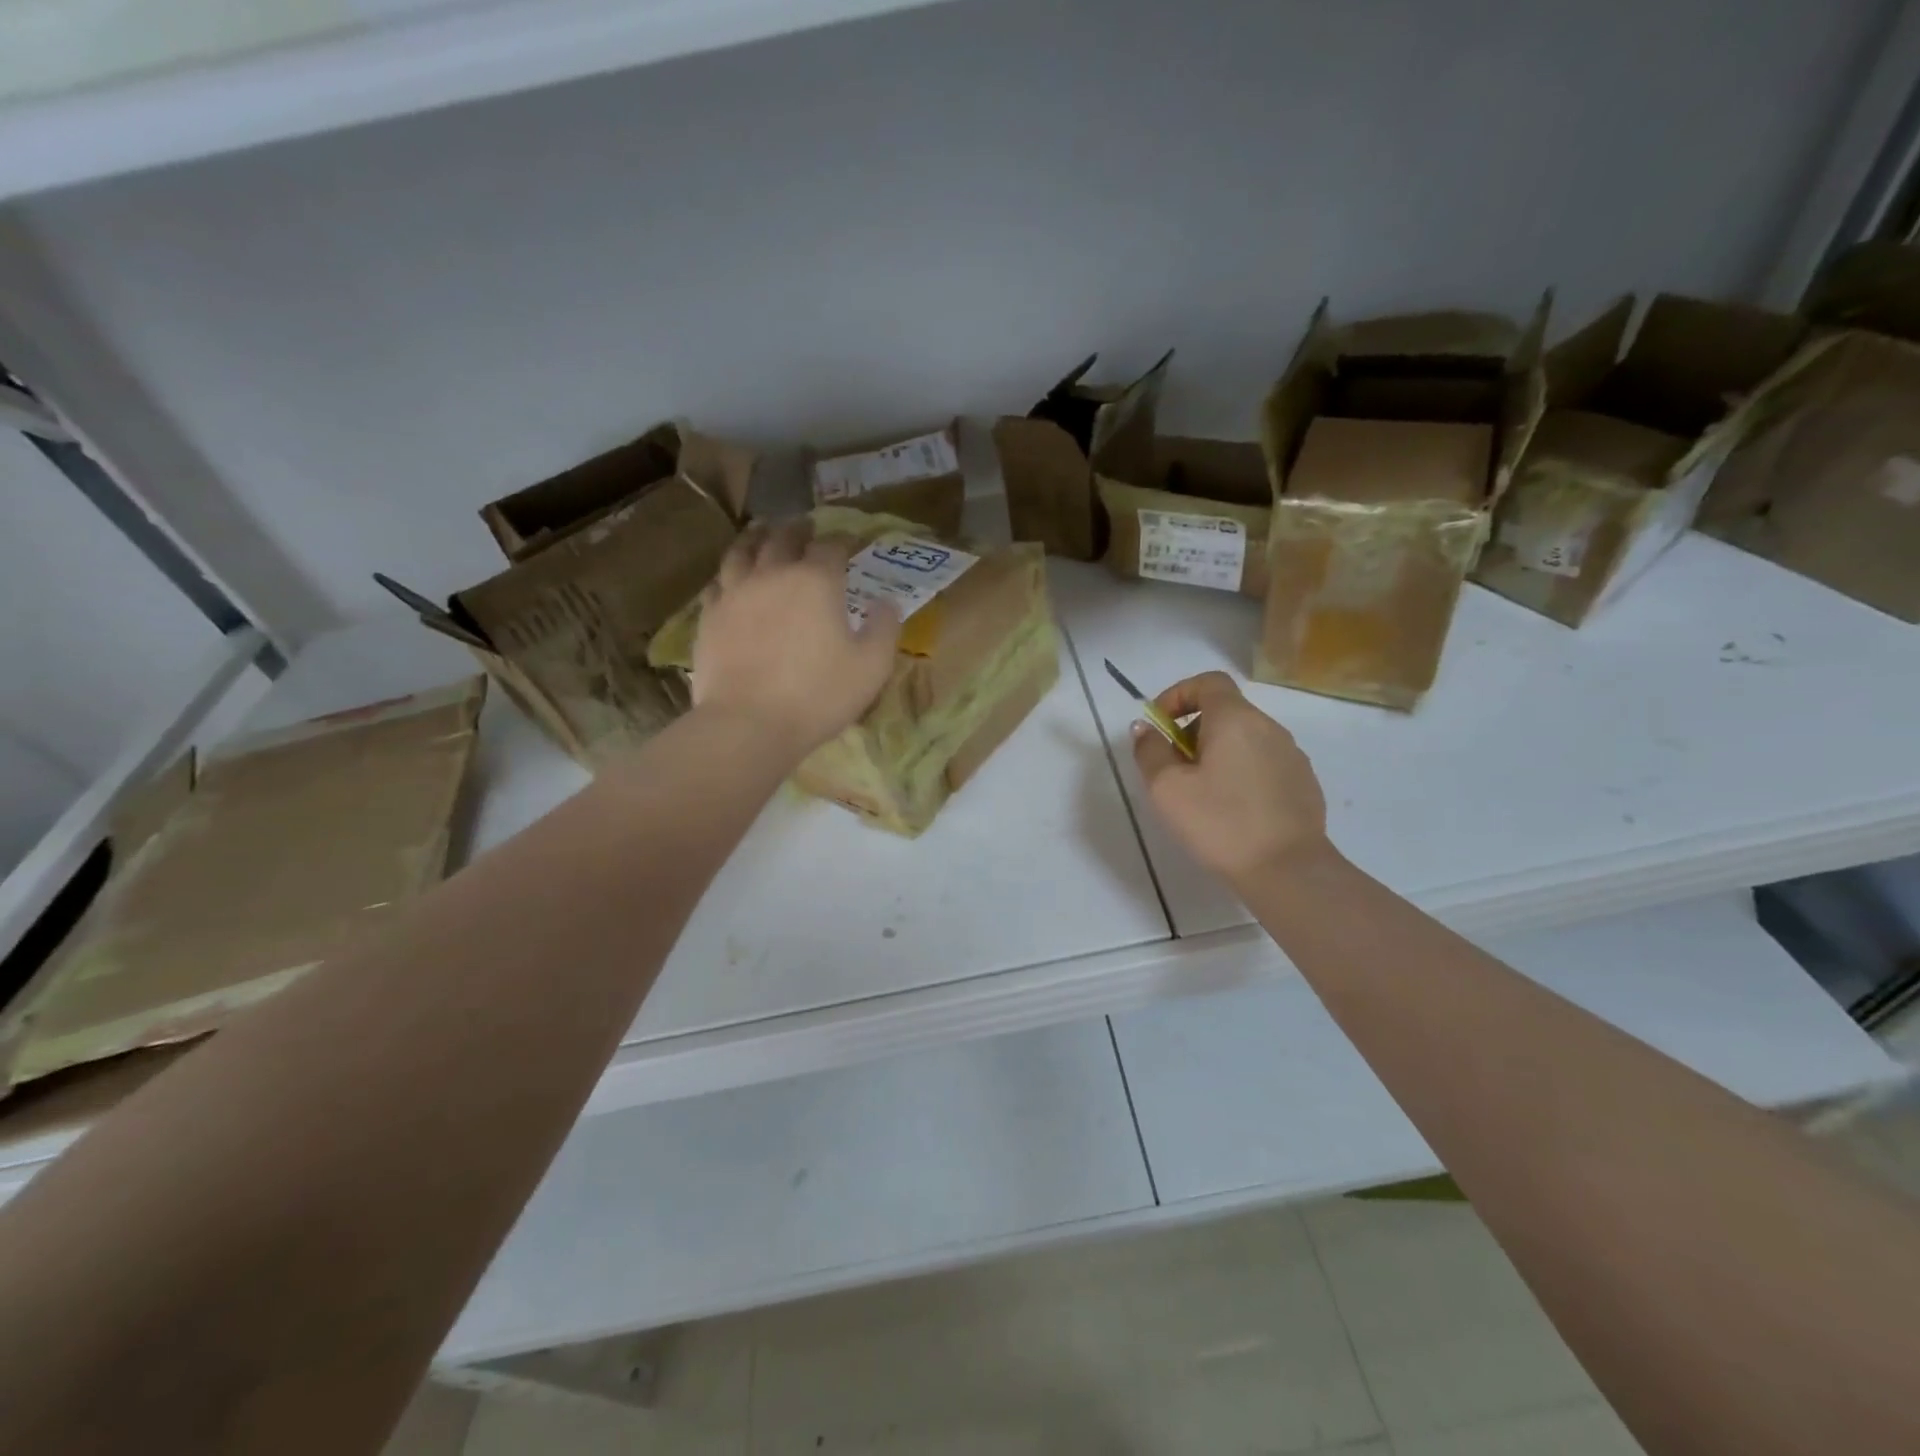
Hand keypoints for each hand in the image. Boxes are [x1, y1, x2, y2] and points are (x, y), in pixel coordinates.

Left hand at [692, 519, 901, 758]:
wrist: (749, 723)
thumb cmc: (819, 695)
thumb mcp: (872, 666)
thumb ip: (884, 628)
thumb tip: (885, 602)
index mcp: (816, 581)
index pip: (831, 546)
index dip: (842, 540)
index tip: (849, 541)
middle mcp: (772, 574)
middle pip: (782, 538)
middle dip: (797, 529)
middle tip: (804, 527)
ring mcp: (735, 594)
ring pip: (742, 551)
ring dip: (756, 538)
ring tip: (761, 534)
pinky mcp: (709, 617)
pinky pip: (717, 584)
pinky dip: (729, 575)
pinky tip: (730, 581)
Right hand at [1130, 671, 1329, 885]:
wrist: (1288, 871)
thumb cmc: (1220, 823)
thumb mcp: (1167, 789)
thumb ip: (1150, 751)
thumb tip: (1145, 729)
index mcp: (1236, 720)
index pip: (1207, 682)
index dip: (1178, 695)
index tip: (1159, 726)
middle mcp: (1269, 728)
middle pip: (1225, 711)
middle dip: (1192, 730)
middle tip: (1172, 767)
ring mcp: (1292, 756)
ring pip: (1244, 739)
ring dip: (1216, 753)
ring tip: (1200, 793)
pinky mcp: (1304, 784)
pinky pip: (1263, 764)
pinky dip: (1240, 772)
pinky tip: (1232, 810)